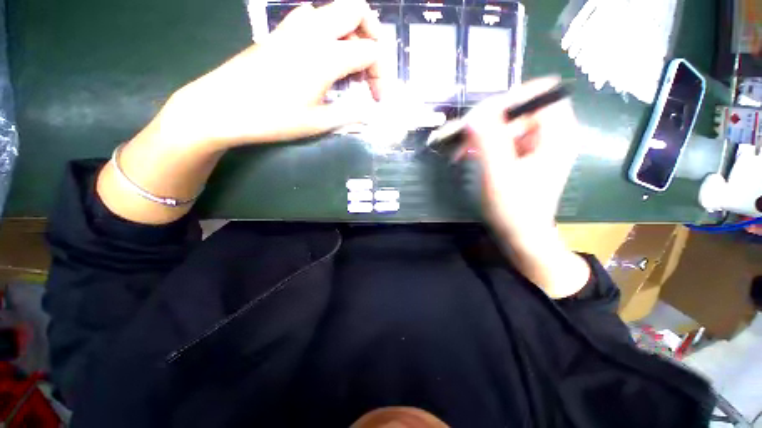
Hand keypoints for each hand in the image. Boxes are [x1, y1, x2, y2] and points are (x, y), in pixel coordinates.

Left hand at [98, 0, 383, 224]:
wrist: (223, 106)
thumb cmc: (273, 118)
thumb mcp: (318, 123)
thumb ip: (350, 114)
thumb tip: (369, 112)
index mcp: (327, 56)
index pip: (371, 52)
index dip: (381, 76)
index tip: (377, 99)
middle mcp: (314, 31)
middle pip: (357, 9)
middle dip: (373, 35)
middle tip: (370, 65)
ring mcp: (294, 26)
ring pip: (335, 9)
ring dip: (352, 30)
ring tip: (351, 61)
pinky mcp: (281, 31)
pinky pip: (314, 16)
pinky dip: (330, 30)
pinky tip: (326, 54)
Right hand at [463, 77, 589, 298]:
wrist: (521, 234)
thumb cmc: (514, 208)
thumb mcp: (499, 174)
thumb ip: (488, 141)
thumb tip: (475, 113)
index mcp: (556, 134)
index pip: (541, 93)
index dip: (511, 98)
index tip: (482, 117)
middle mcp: (550, 134)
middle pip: (519, 108)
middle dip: (488, 120)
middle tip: (463, 136)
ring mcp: (536, 146)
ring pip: (507, 123)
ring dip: (482, 133)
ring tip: (460, 150)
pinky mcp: (523, 156)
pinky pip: (503, 138)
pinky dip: (484, 143)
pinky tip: (469, 154)